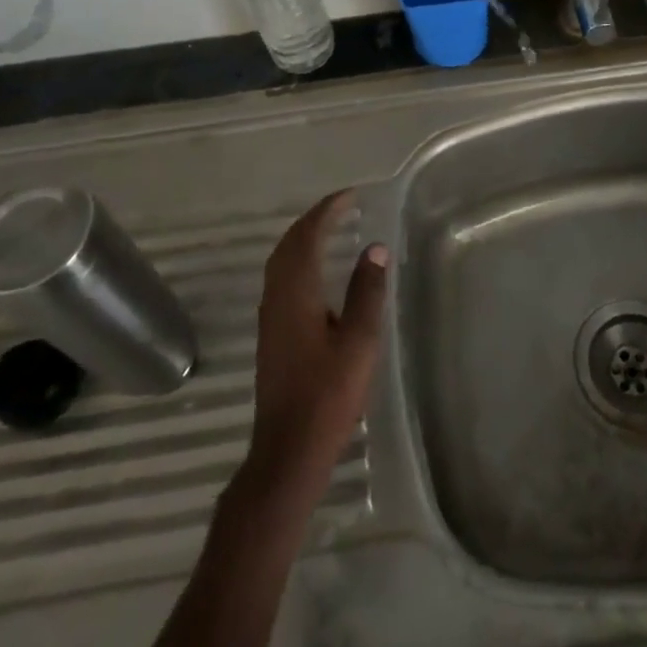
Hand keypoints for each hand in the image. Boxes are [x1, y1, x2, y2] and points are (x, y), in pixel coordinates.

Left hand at [244, 191, 387, 503]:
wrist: (287, 451)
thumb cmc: (327, 395)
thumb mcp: (359, 342)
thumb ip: (367, 292)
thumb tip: (375, 248)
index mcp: (296, 293)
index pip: (307, 236)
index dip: (327, 211)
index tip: (350, 195)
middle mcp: (277, 297)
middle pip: (289, 244)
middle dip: (314, 219)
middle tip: (342, 206)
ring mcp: (270, 317)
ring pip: (282, 261)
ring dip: (304, 238)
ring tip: (331, 228)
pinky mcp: (272, 334)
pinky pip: (282, 278)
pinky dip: (299, 259)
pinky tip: (316, 271)